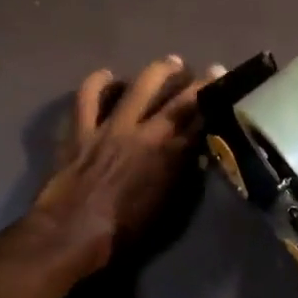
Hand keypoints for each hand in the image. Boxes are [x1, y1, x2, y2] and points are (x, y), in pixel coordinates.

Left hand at [31, 58, 220, 271]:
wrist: (72, 233)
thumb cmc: (124, 231)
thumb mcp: (168, 208)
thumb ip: (183, 174)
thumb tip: (196, 151)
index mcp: (170, 156)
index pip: (201, 121)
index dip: (215, 100)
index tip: (225, 83)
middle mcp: (145, 133)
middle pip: (177, 98)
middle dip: (194, 81)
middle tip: (202, 71)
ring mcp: (111, 126)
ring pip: (139, 86)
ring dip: (157, 72)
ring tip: (168, 64)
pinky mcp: (82, 127)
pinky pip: (88, 95)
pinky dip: (98, 82)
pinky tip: (107, 76)